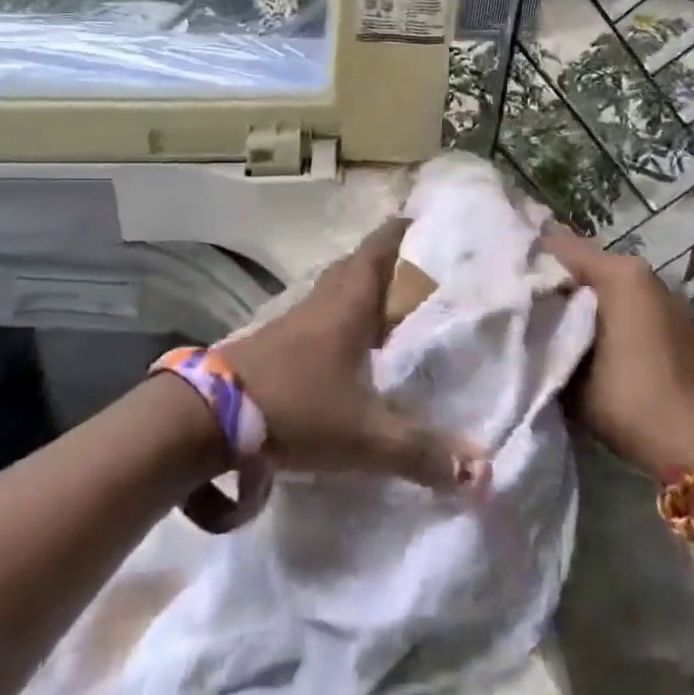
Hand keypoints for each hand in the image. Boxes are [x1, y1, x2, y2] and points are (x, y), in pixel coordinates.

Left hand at [217, 219, 488, 491]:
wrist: (209, 417)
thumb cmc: (298, 407)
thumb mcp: (365, 437)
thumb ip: (421, 454)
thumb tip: (483, 474)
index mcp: (351, 302)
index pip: (380, 247)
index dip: (402, 230)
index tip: (424, 220)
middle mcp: (325, 300)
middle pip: (358, 264)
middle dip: (387, 261)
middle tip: (418, 270)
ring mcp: (296, 319)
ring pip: (335, 290)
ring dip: (360, 291)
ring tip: (390, 308)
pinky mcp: (277, 342)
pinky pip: (318, 316)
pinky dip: (339, 319)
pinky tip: (349, 350)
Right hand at [540, 227, 693, 476]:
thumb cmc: (629, 401)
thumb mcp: (572, 375)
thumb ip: (552, 338)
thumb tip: (538, 323)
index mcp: (621, 275)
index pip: (565, 248)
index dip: (537, 258)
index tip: (515, 273)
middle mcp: (651, 277)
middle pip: (598, 267)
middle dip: (570, 282)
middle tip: (541, 303)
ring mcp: (678, 301)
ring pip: (625, 290)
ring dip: (602, 302)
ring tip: (577, 327)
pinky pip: (650, 312)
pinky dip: (631, 320)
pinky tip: (620, 349)